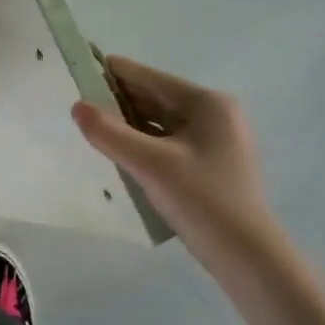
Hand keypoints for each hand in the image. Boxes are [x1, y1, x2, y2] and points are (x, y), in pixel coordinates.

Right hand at [73, 56, 275, 266]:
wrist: (248, 258)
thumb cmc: (202, 200)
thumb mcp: (150, 165)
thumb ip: (110, 134)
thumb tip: (77, 107)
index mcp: (207, 104)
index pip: (152, 79)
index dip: (116, 73)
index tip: (82, 66)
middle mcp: (215, 115)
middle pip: (158, 99)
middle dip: (120, 99)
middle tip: (80, 100)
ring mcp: (216, 141)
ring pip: (163, 122)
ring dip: (131, 122)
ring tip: (94, 124)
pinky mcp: (211, 165)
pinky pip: (170, 142)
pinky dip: (145, 142)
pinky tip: (122, 151)